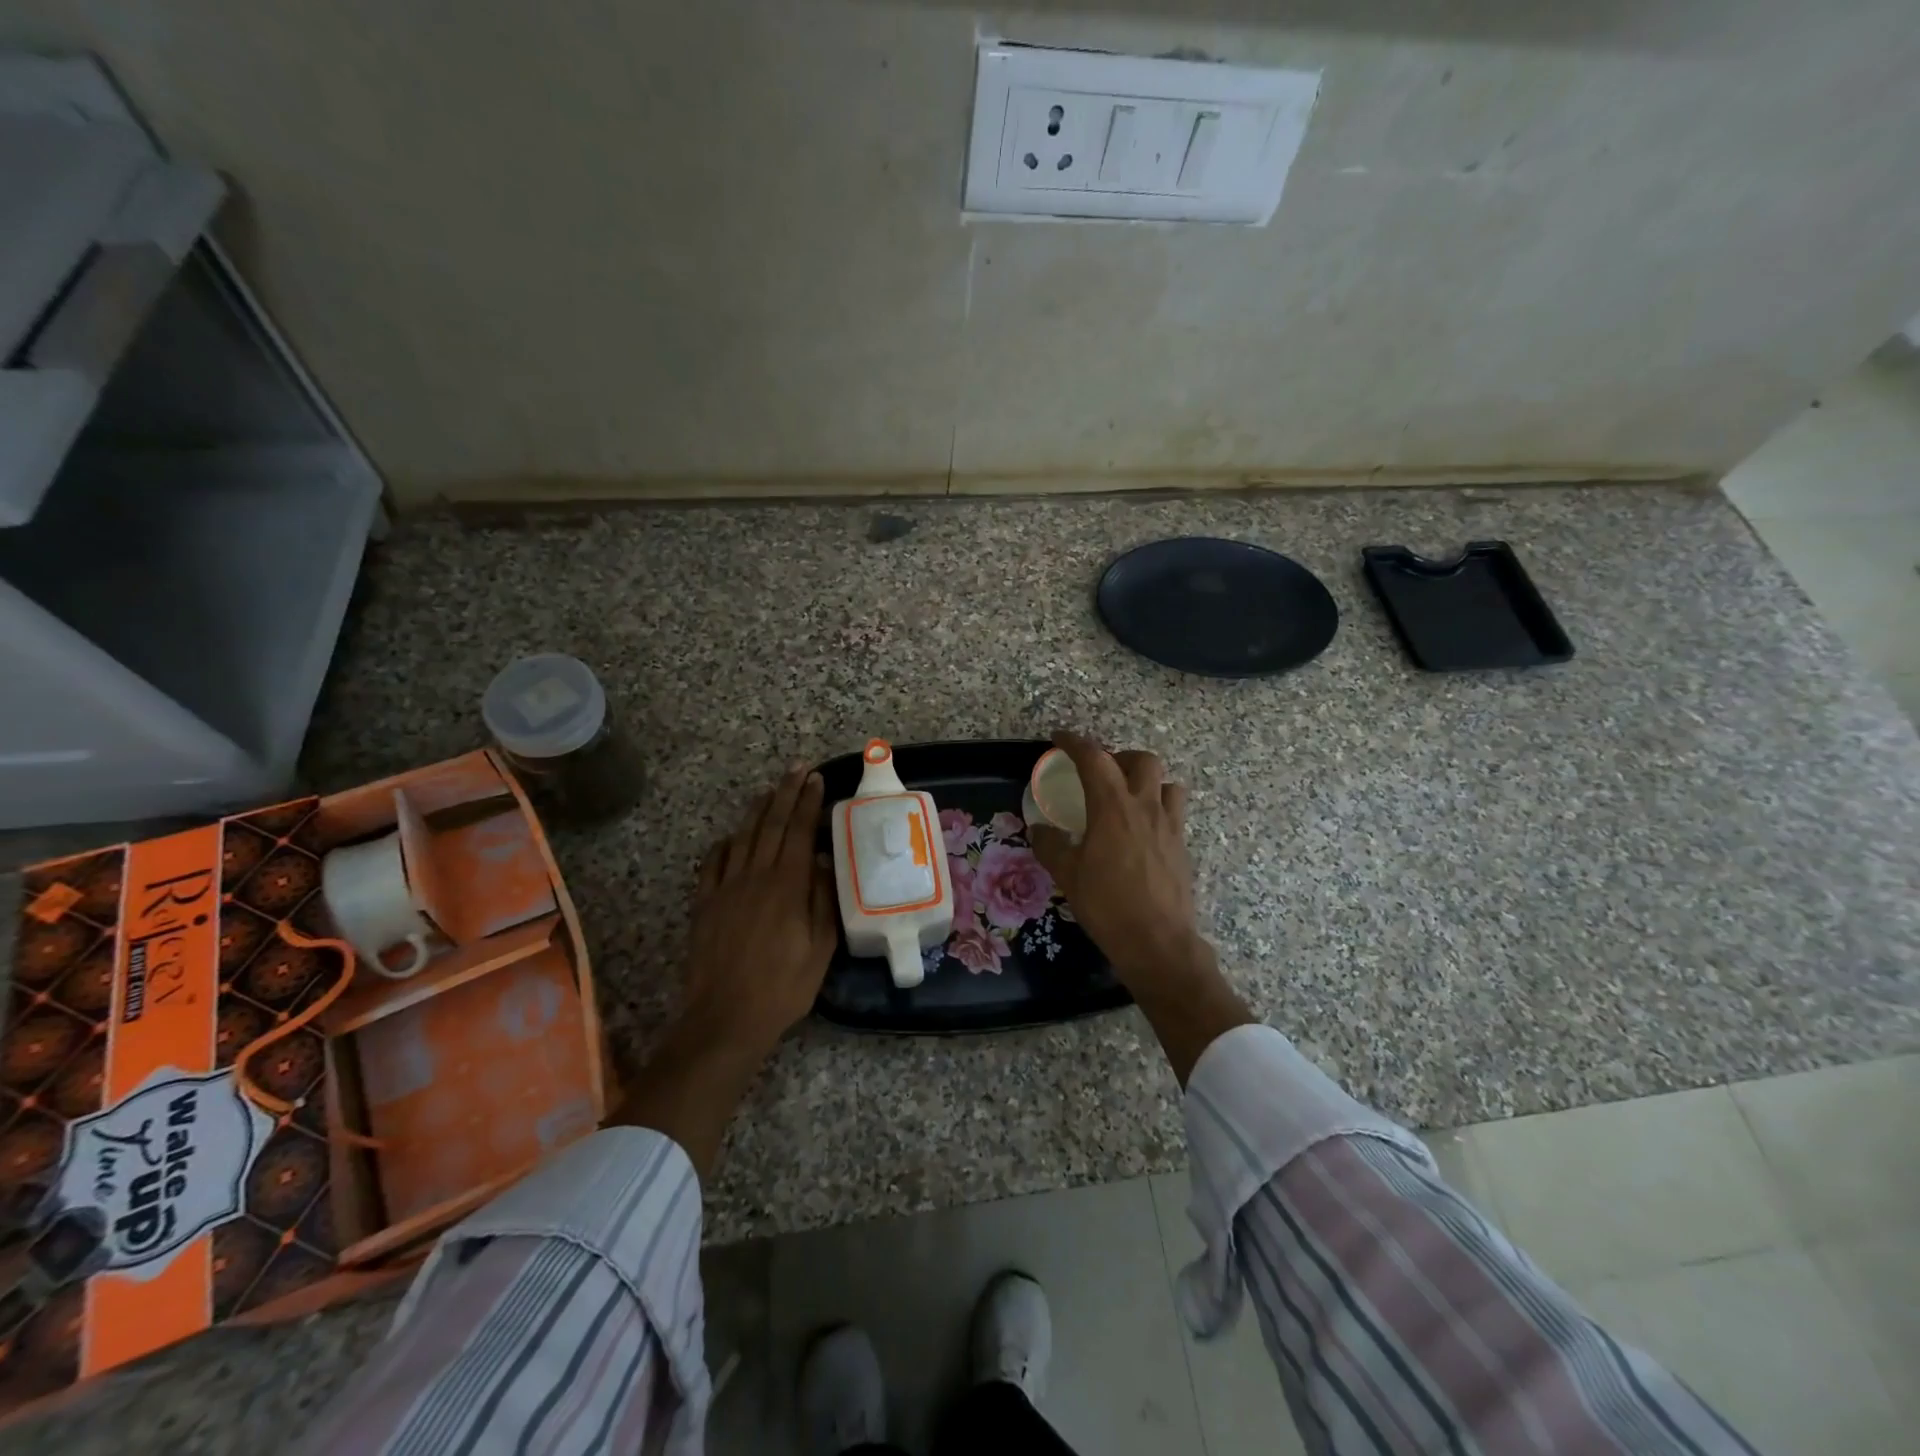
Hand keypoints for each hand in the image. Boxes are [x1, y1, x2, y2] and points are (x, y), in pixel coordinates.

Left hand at [615, 765, 837, 1177]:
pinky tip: (733, 837)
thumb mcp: (821, 949)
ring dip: (758, 810)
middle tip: (798, 770)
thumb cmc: (783, 986)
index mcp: (787, 885)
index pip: (800, 831)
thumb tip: (825, 862)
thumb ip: (824, 901)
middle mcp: (755, 876)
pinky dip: (726, 843)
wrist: (725, 1018)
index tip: (817, 780)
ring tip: (771, 791)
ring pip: (743, 837)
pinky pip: (714, 862)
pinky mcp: (705, 904)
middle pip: (772, 824)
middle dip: (786, 793)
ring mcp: (725, 888)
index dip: (808, 803)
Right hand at [1029, 731, 1251, 1084]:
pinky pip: (1174, 811)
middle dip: (1119, 757)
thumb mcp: (1067, 874)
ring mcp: (1170, 825)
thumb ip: (1050, 845)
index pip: (1094, 758)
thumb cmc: (1107, 904)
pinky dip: (1158, 807)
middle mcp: (1145, 806)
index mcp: (1113, 807)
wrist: (1157, 941)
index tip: (1059, 738)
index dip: (1075, 742)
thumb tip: (1038, 828)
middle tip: (1100, 773)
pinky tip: (1142, 830)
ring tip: (1128, 797)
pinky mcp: (1182, 846)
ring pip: (1166, 782)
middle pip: (1141, 760)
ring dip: (1146, 780)